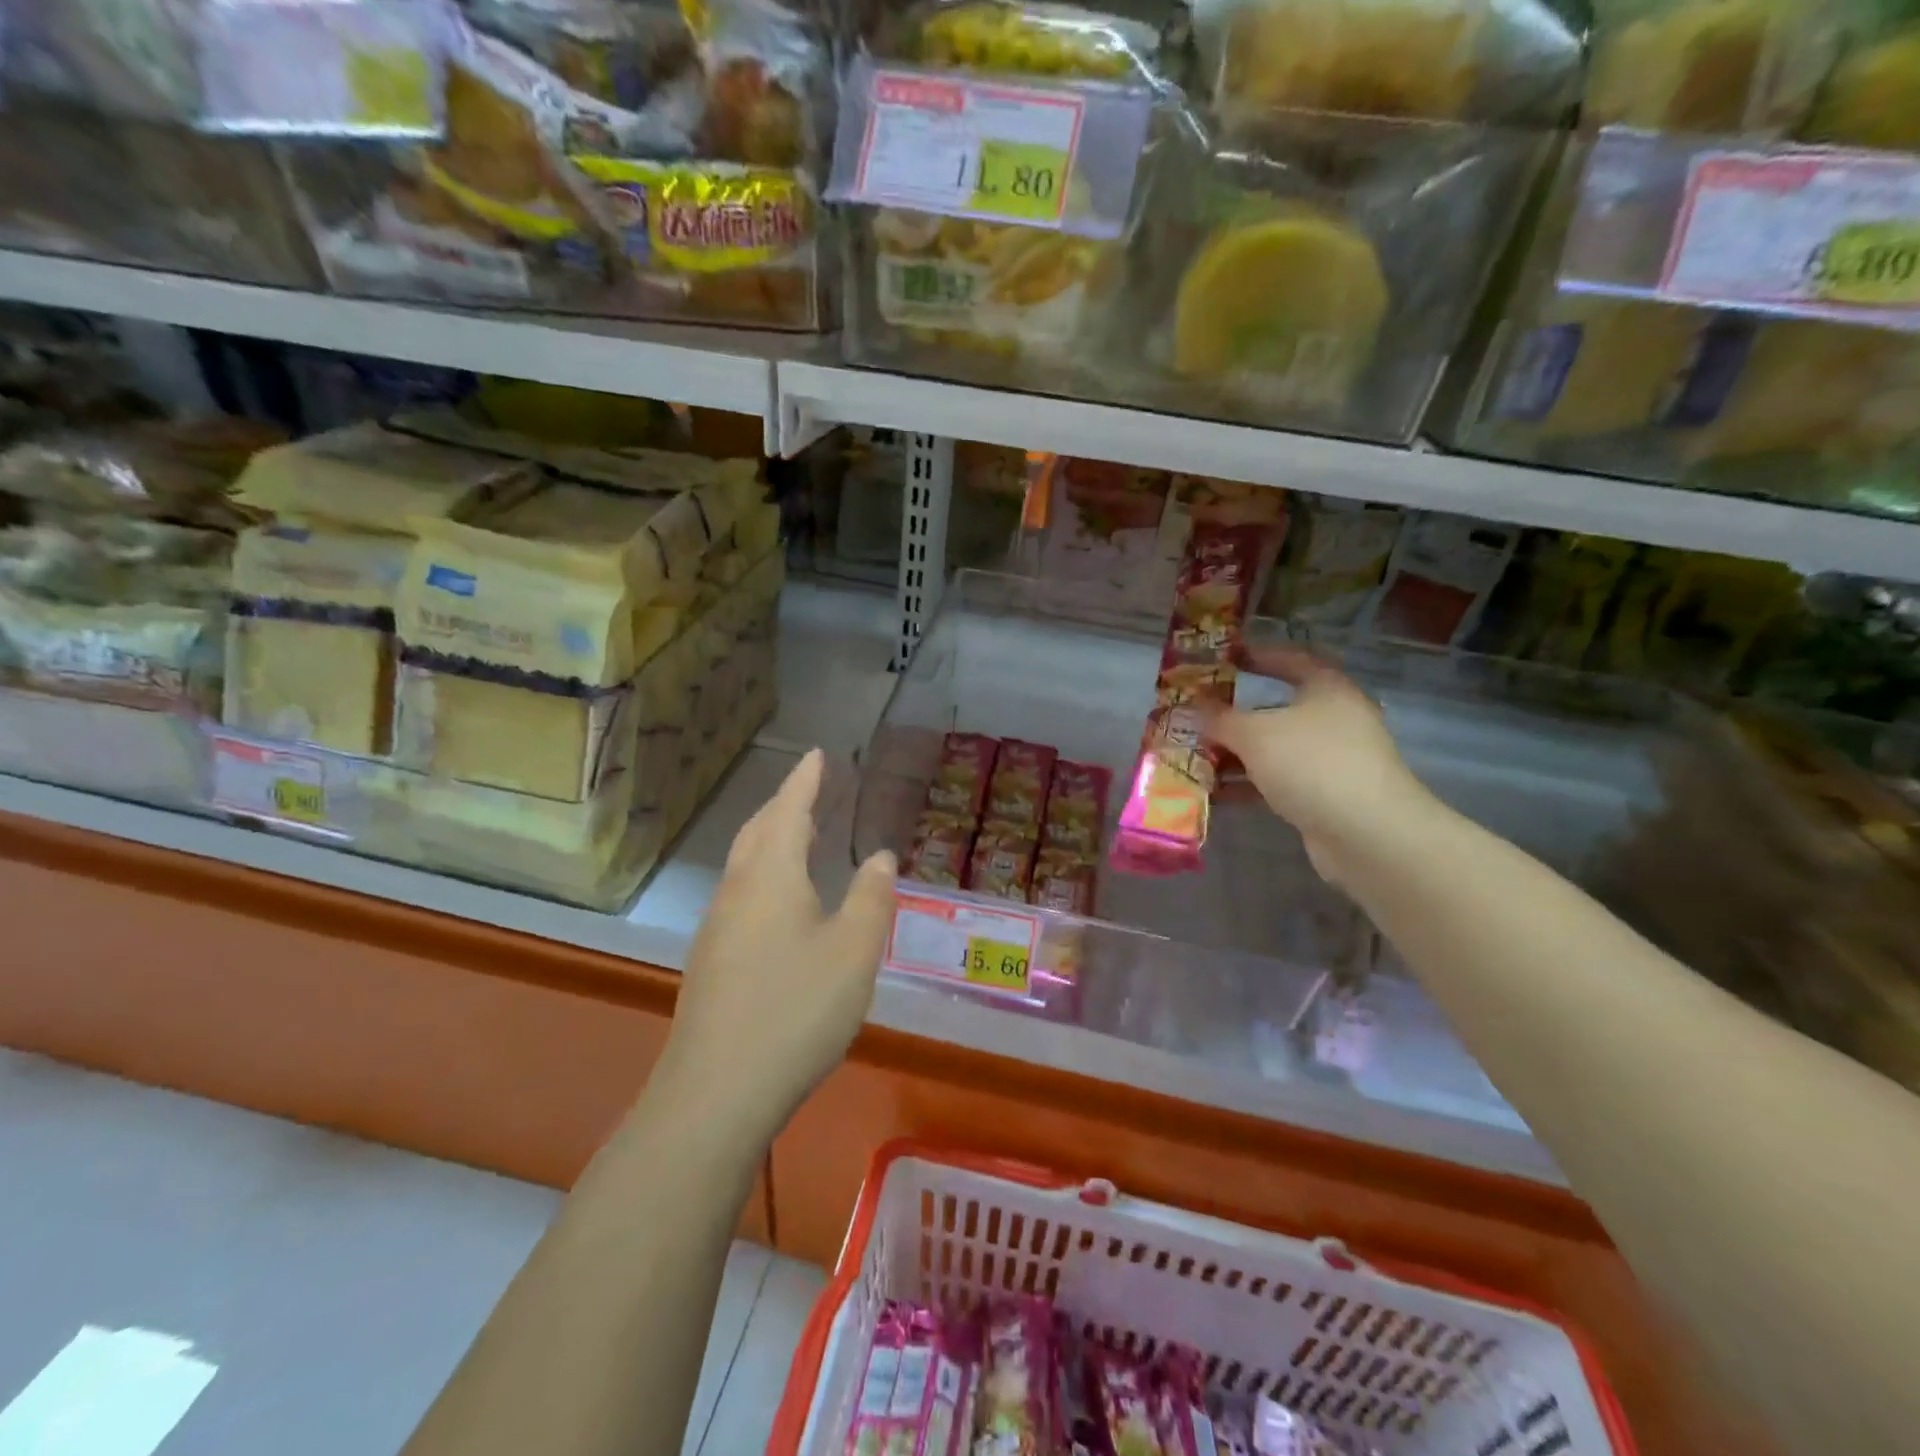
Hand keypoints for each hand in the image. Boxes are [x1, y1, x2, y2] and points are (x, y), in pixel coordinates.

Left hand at [661, 749, 897, 1142]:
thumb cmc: (796, 1010)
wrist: (716, 1092)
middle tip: (810, 790)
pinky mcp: (712, 962)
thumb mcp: (854, 951)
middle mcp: (737, 891)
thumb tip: (879, 856)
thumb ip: (871, 898)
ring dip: (772, 840)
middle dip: (785, 805)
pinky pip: (742, 895)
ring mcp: (718, 928)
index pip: (789, 810)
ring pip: (746, 865)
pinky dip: (765, 875)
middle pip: (758, 832)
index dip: (805, 779)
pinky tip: (781, 904)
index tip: (815, 753)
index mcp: (771, 876)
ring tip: (800, 837)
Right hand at [1203, 646, 1431, 885]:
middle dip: (1234, 715)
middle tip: (1197, 717)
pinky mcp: (1325, 794)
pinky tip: (1217, 792)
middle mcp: (1333, 718)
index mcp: (1326, 688)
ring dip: (1237, 753)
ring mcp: (1331, 758)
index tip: (1222, 659)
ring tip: (1196, 757)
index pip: (1289, 659)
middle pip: (1277, 708)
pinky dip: (1250, 782)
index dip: (1256, 655)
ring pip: (1275, 748)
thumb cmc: (1311, 763)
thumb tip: (1195, 707)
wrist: (1366, 832)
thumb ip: (1220, 718)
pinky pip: (1278, 779)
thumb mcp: (1254, 733)